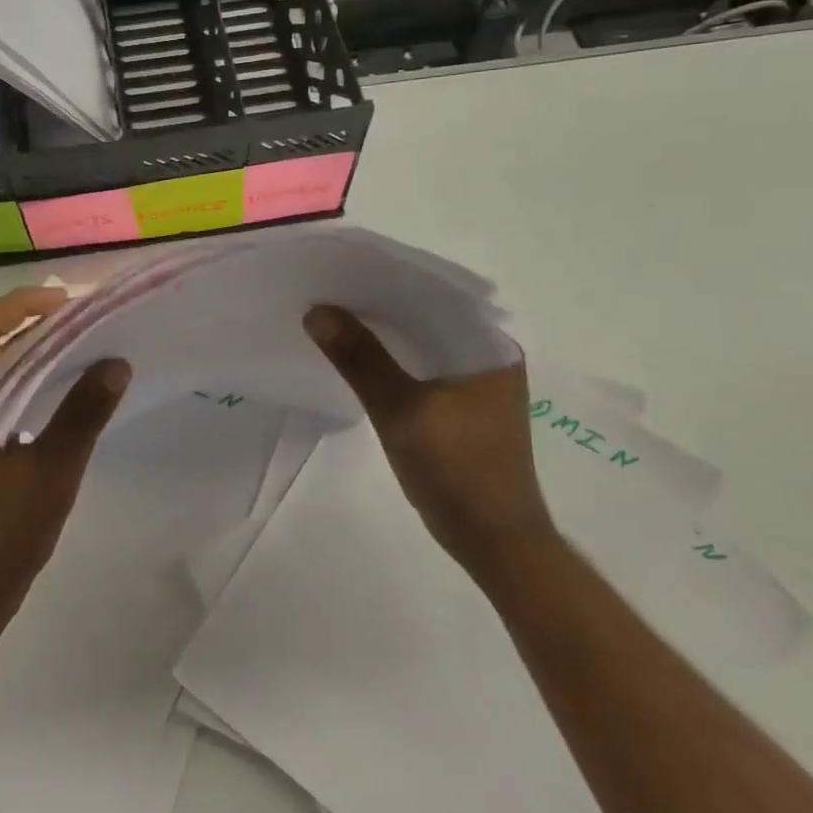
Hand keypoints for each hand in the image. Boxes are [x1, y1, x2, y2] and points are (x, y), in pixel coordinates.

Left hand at [0, 286, 129, 634]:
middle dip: (32, 324)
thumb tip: (116, 362)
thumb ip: (82, 413)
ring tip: (79, 346)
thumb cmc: (4, 532)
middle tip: (81, 319)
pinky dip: (29, 382)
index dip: (20, 306)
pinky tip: (62, 392)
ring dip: (32, 353)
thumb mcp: (52, 470)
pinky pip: (0, 397)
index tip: (65, 301)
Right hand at [305, 304, 553, 579]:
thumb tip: (317, 311)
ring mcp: (478, 383)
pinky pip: (422, 368)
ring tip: (336, 316)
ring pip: (422, 343)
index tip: (343, 268)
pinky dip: (393, 360)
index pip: (435, 293)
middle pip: (426, 316)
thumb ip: (361, 359)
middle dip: (381, 305)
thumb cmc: (458, 472)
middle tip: (329, 290)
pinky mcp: (463, 407)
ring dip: (385, 334)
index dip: (388, 278)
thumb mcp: (402, 412)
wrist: (496, 544)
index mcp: (489, 346)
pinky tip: (360, 358)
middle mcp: (488, 355)